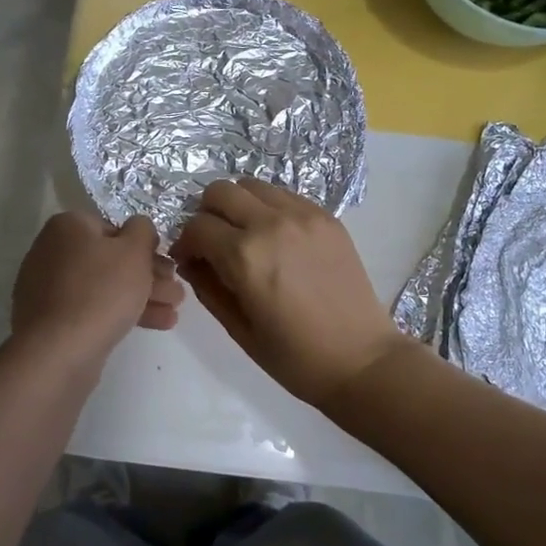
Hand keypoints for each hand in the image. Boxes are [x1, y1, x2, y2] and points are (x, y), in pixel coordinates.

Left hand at [12, 212, 183, 366]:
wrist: (59, 351)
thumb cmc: (101, 291)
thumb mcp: (134, 251)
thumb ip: (143, 230)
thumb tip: (139, 228)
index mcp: (68, 227)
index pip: (113, 228)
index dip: (144, 246)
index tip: (167, 264)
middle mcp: (53, 251)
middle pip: (110, 259)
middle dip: (149, 275)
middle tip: (176, 291)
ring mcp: (49, 288)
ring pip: (105, 286)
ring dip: (143, 296)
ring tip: (174, 312)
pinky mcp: (52, 320)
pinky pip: (92, 308)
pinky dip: (121, 312)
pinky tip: (155, 324)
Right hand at [169, 178, 410, 408]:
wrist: (360, 359)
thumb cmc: (294, 356)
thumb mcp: (239, 329)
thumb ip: (208, 287)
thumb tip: (190, 261)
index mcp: (245, 256)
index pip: (197, 227)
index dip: (185, 243)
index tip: (190, 260)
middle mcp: (271, 224)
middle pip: (220, 191)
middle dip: (207, 214)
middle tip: (214, 242)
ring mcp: (303, 215)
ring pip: (252, 186)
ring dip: (238, 205)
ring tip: (245, 235)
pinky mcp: (326, 217)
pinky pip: (285, 195)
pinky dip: (269, 207)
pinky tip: (276, 237)